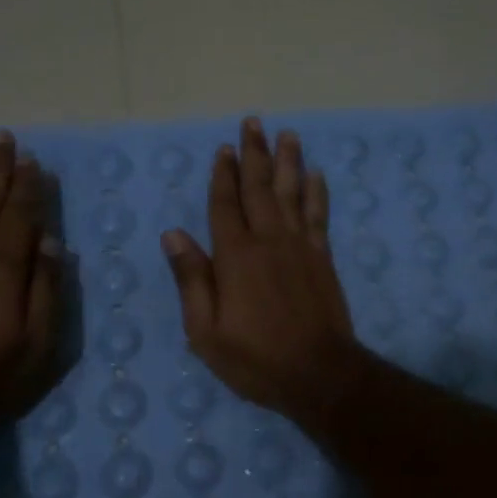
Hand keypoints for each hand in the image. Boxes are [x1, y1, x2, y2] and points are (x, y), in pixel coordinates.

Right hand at [161, 117, 363, 424]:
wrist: (319, 374)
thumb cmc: (256, 359)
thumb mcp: (206, 331)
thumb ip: (192, 279)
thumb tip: (174, 234)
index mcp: (235, 257)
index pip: (225, 205)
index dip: (223, 176)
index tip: (224, 149)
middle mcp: (268, 241)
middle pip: (260, 188)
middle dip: (255, 154)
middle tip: (254, 123)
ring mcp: (300, 247)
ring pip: (292, 193)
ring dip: (289, 162)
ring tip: (287, 135)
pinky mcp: (323, 258)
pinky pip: (318, 216)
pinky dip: (317, 193)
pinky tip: (316, 175)